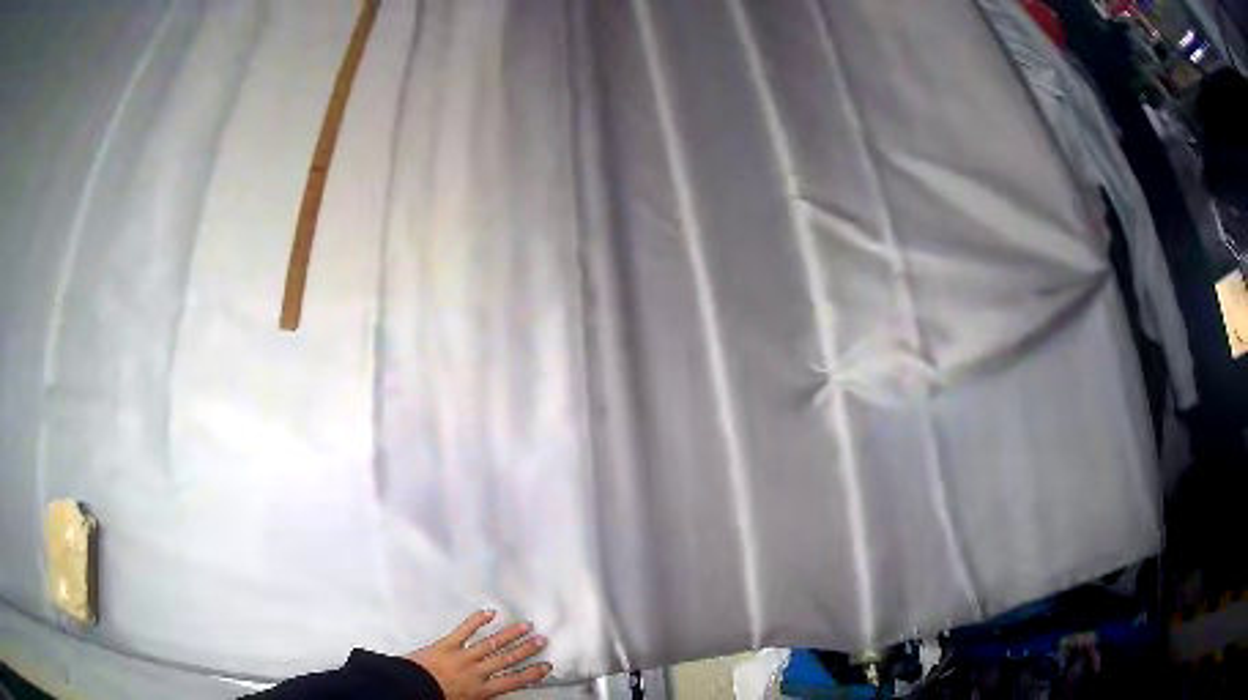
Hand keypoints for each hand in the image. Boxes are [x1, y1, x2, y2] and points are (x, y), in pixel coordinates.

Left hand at [407, 610, 551, 697]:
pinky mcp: (446, 644)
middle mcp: (476, 672)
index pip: (513, 681)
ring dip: (509, 634)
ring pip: (491, 644)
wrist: (410, 689)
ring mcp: (462, 656)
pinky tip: (490, 613)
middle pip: (506, 659)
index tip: (546, 666)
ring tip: (525, 625)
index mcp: (481, 690)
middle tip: (541, 639)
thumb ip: (482, 695)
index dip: (531, 673)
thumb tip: (496, 689)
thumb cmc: (436, 698)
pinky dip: (477, 620)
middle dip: (526, 649)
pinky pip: (464, 630)